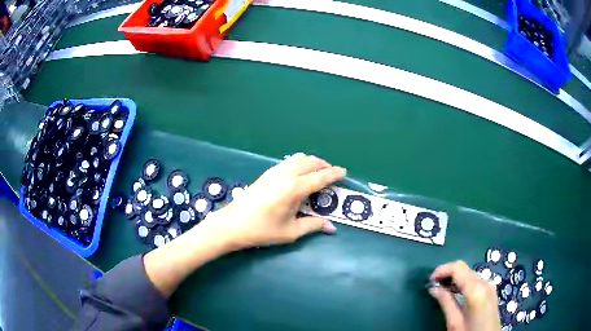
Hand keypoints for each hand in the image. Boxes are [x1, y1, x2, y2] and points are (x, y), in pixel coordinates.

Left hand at [200, 153, 346, 250]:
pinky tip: (299, 175)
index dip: (334, 174)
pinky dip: (300, 163)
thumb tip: (331, 227)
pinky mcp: (266, 173)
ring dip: (311, 162)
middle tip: (332, 175)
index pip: (320, 177)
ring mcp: (274, 171)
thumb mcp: (291, 231)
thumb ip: (313, 225)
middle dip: (324, 165)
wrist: (232, 224)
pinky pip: (288, 162)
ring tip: (317, 173)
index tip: (344, 172)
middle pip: (310, 161)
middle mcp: (286, 175)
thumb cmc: (262, 230)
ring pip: (298, 158)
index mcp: (294, 188)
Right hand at [429, 261, 500, 330]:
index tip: (430, 280)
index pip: (458, 268)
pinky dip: (462, 283)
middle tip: (433, 286)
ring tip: (441, 290)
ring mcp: (489, 286)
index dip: (442, 270)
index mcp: (476, 290)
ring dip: (455, 278)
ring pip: (469, 274)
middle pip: (464, 268)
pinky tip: (455, 293)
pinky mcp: (490, 291)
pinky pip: (475, 281)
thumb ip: (445, 302)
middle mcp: (484, 282)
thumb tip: (433, 288)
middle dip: (447, 274)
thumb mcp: (454, 322)